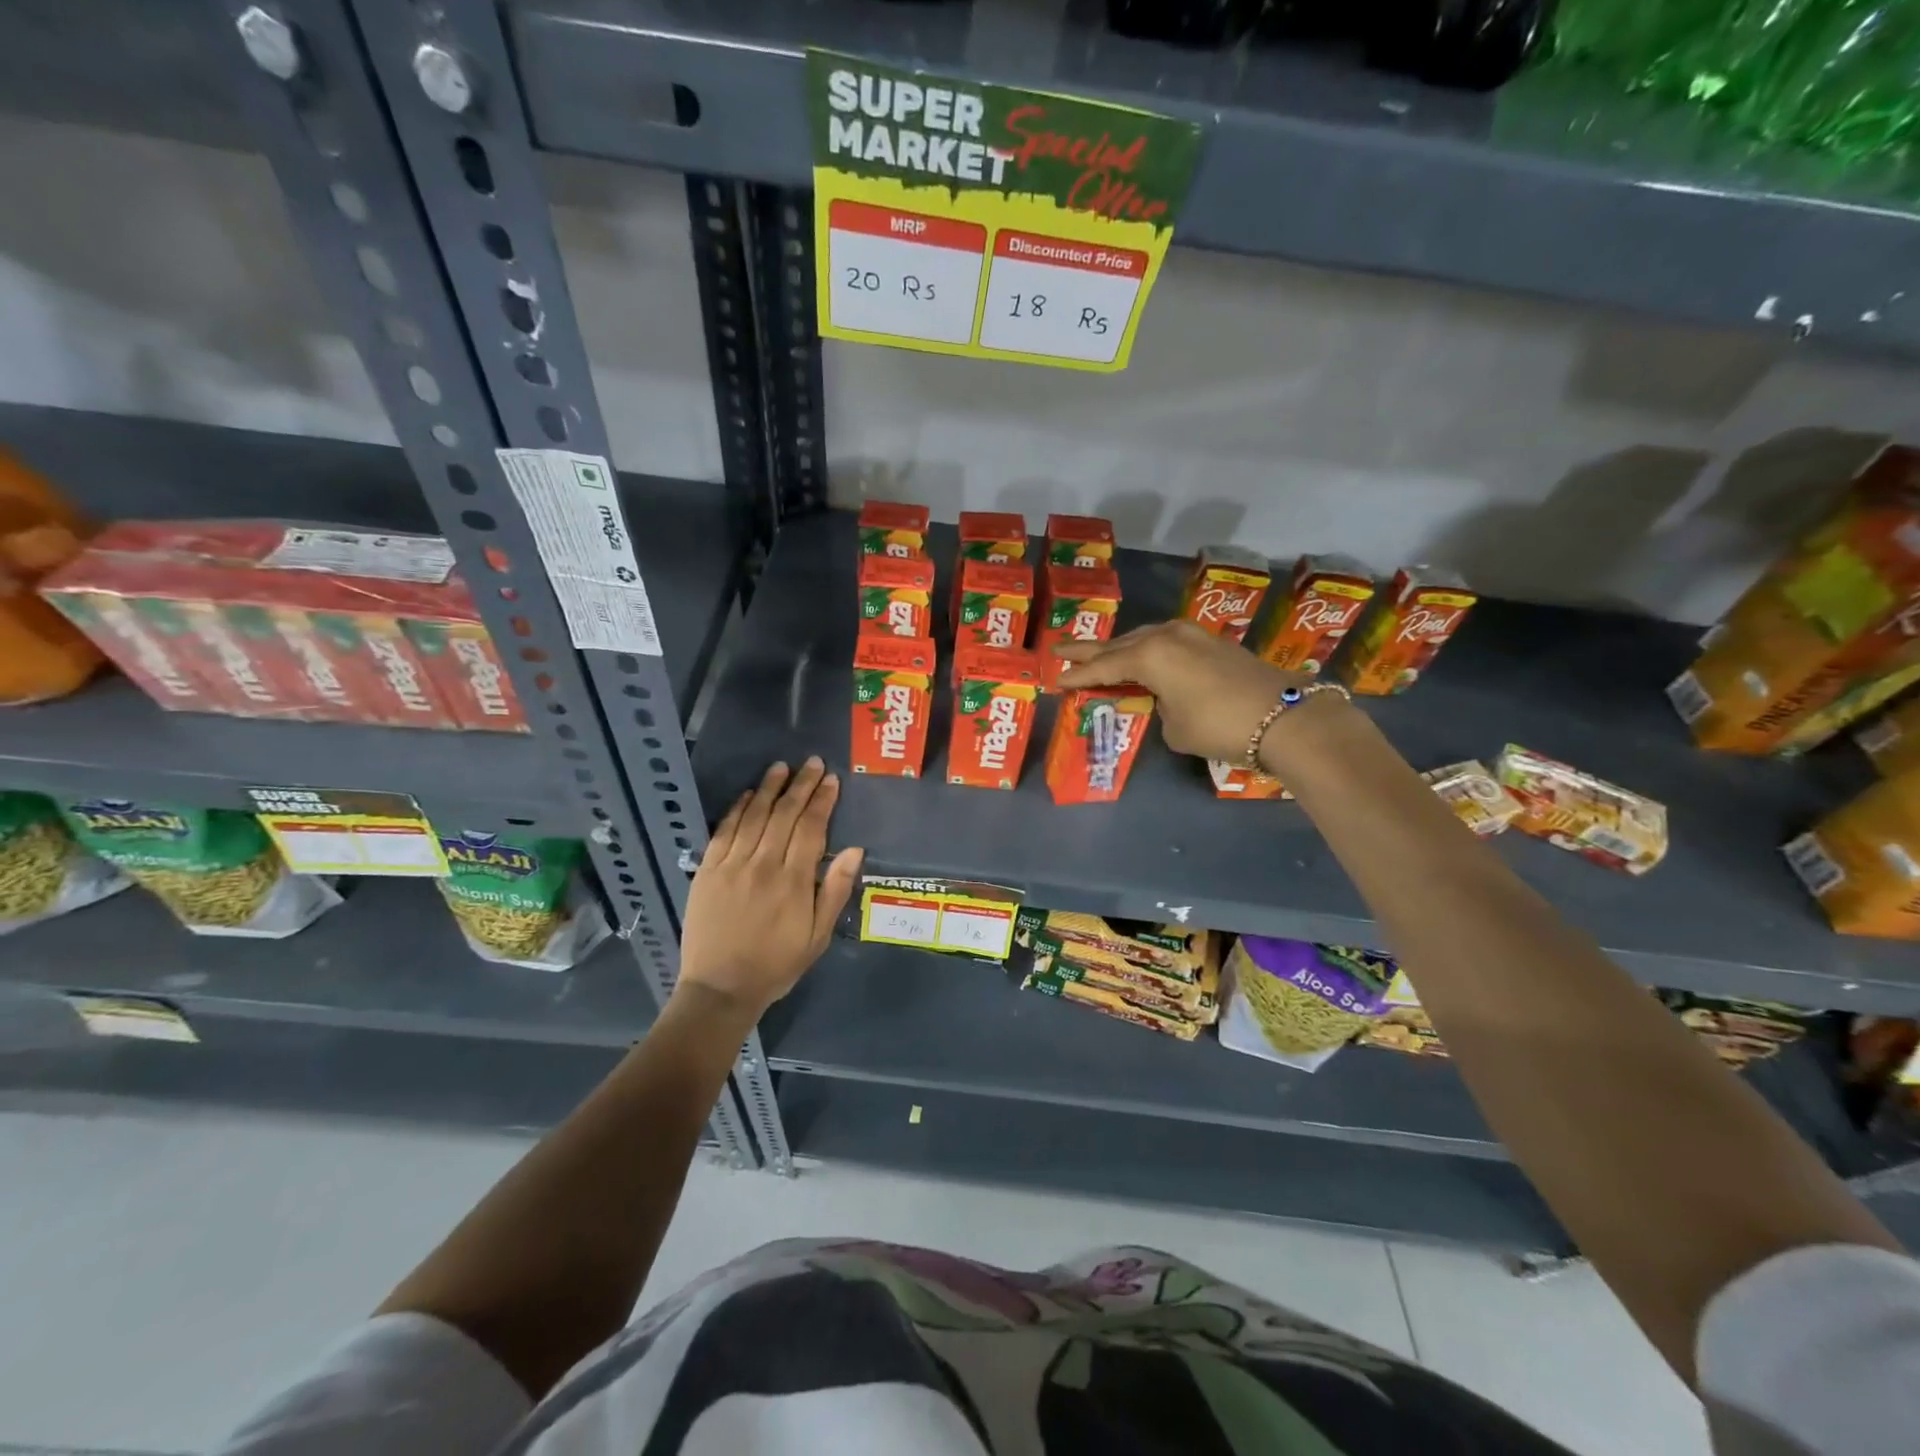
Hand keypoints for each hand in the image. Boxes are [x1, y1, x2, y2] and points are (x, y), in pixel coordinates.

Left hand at [678, 758, 862, 1019]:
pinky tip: (749, 794)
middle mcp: (763, 865)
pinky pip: (724, 831)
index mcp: (793, 881)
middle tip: (812, 763)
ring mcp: (732, 865)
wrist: (720, 989)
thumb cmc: (776, 965)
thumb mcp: (817, 936)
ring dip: (770, 789)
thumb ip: (834, 890)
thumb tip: (855, 850)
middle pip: (784, 815)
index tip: (831, 780)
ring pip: (754, 816)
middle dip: (801, 786)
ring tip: (782, 767)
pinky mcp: (707, 871)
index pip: (811, 828)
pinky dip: (738, 809)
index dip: (822, 801)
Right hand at [1056, 621, 1307, 764]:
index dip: (1078, 676)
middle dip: (1089, 651)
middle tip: (1060, 651)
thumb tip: (1166, 699)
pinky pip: (1165, 642)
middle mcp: (1166, 636)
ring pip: (1143, 639)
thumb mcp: (1174, 727)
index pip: (1102, 667)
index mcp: (1148, 655)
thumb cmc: (1219, 725)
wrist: (1285, 717)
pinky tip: (1141, 658)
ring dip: (1120, 648)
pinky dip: (1147, 650)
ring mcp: (1191, 634)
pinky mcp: (1211, 641)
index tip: (1055, 680)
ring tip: (1098, 655)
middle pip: (1118, 645)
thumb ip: (1159, 708)